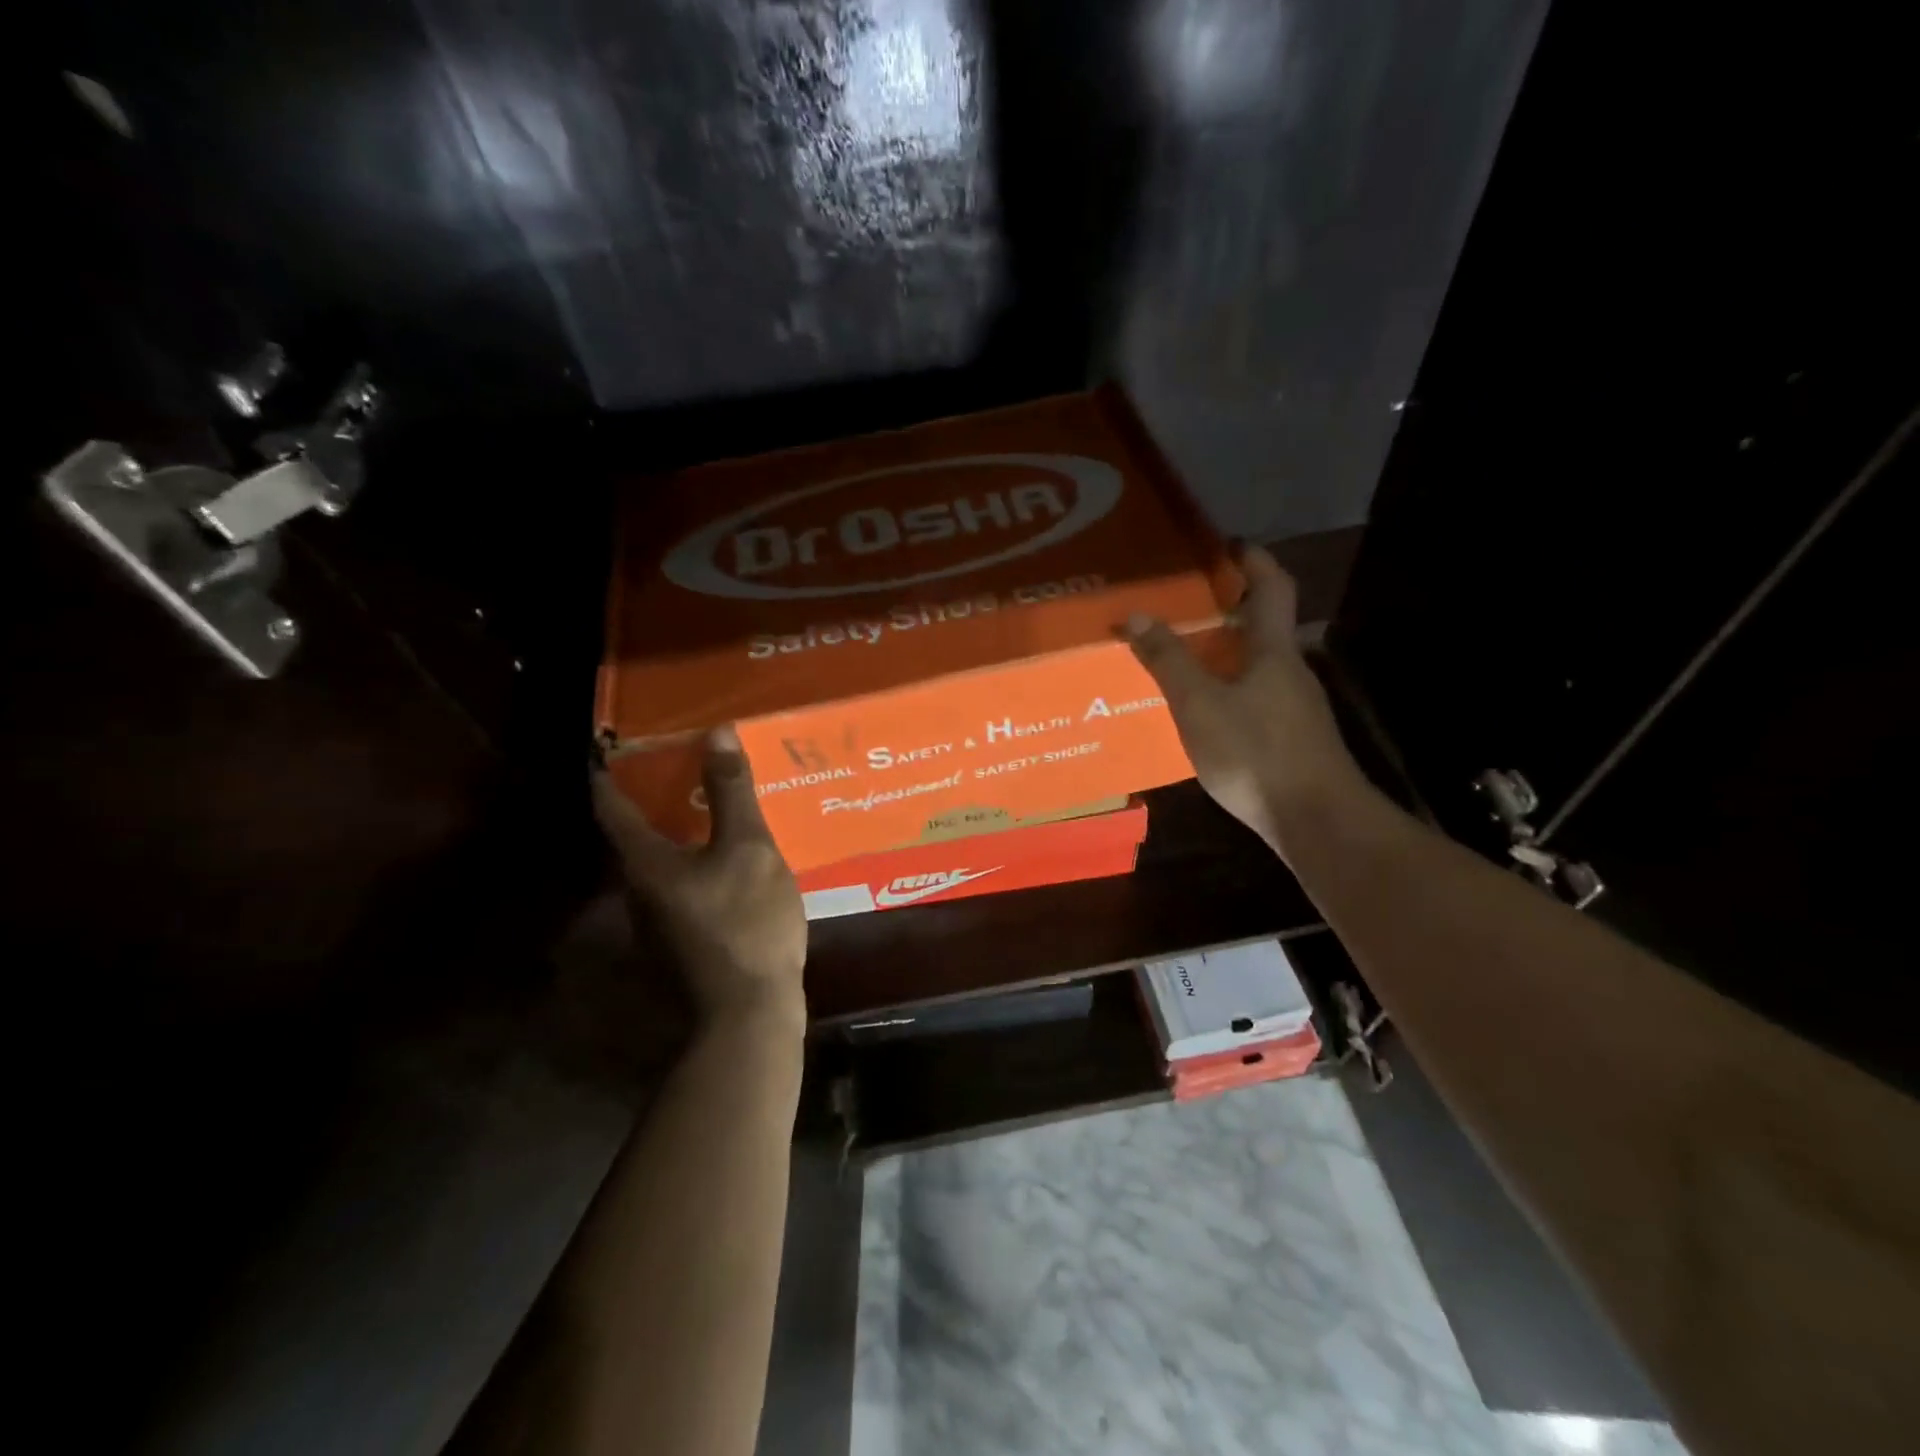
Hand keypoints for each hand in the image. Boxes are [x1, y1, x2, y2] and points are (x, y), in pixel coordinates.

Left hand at [591, 726, 807, 1033]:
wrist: (749, 1012)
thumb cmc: (745, 923)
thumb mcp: (747, 849)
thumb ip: (731, 792)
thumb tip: (715, 732)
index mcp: (645, 861)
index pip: (611, 803)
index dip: (611, 768)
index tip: (619, 739)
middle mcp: (639, 888)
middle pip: (634, 830)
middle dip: (653, 793)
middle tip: (683, 760)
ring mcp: (659, 918)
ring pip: (660, 857)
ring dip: (677, 826)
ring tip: (712, 800)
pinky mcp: (682, 937)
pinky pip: (682, 880)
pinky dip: (696, 855)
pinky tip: (728, 853)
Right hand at [1126, 545, 1368, 863]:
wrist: (1317, 821)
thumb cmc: (1256, 753)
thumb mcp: (1199, 705)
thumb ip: (1168, 660)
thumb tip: (1137, 614)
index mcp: (1273, 651)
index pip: (1271, 588)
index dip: (1253, 561)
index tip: (1229, 545)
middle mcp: (1292, 671)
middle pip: (1267, 626)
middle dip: (1233, 607)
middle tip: (1189, 603)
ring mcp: (1297, 708)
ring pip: (1262, 665)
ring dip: (1231, 651)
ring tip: (1187, 654)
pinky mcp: (1295, 739)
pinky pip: (1259, 696)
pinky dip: (1233, 687)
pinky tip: (1208, 710)